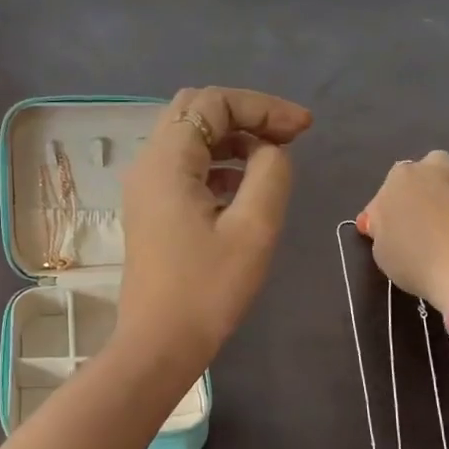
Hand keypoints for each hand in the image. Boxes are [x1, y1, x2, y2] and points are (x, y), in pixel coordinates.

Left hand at [116, 87, 312, 372]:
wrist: (158, 345)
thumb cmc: (207, 290)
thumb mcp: (254, 228)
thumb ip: (270, 173)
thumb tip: (270, 151)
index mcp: (166, 160)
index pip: (214, 102)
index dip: (263, 106)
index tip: (304, 129)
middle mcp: (148, 163)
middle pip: (196, 111)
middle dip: (246, 115)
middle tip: (289, 136)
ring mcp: (145, 187)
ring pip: (190, 138)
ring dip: (233, 139)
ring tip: (274, 159)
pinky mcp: (151, 209)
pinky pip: (185, 167)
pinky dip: (218, 164)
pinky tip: (246, 187)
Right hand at [361, 152, 448, 311]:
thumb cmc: (414, 262)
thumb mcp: (380, 249)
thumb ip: (380, 226)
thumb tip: (381, 218)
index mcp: (403, 177)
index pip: (394, 179)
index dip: (395, 201)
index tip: (394, 225)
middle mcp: (441, 169)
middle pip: (434, 163)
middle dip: (432, 181)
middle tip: (429, 213)